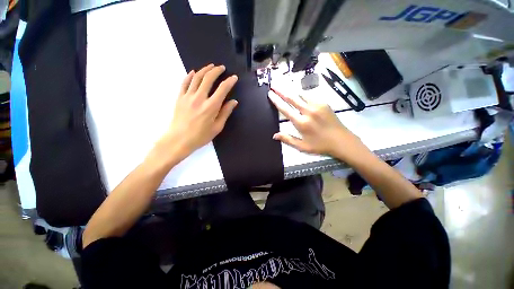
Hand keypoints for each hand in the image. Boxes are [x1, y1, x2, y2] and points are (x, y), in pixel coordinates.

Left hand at [160, 64, 237, 158]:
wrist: (179, 140)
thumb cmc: (200, 136)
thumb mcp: (217, 127)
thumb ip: (225, 113)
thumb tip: (234, 101)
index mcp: (211, 107)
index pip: (222, 89)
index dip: (229, 81)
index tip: (234, 78)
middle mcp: (200, 98)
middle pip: (208, 78)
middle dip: (216, 71)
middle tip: (222, 67)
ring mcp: (188, 96)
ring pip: (196, 77)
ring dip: (205, 70)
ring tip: (211, 66)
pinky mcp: (180, 97)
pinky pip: (184, 82)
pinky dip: (190, 75)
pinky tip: (194, 72)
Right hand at [268, 88, 367, 161]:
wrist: (342, 141)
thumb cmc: (320, 145)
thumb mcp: (302, 146)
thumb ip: (288, 139)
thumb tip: (274, 135)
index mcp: (301, 123)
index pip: (285, 109)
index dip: (276, 101)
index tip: (270, 94)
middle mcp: (308, 111)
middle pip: (292, 98)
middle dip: (281, 90)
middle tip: (273, 84)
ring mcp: (317, 105)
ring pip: (301, 94)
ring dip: (292, 91)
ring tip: (284, 86)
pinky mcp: (324, 103)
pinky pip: (310, 96)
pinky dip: (302, 95)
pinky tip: (299, 95)